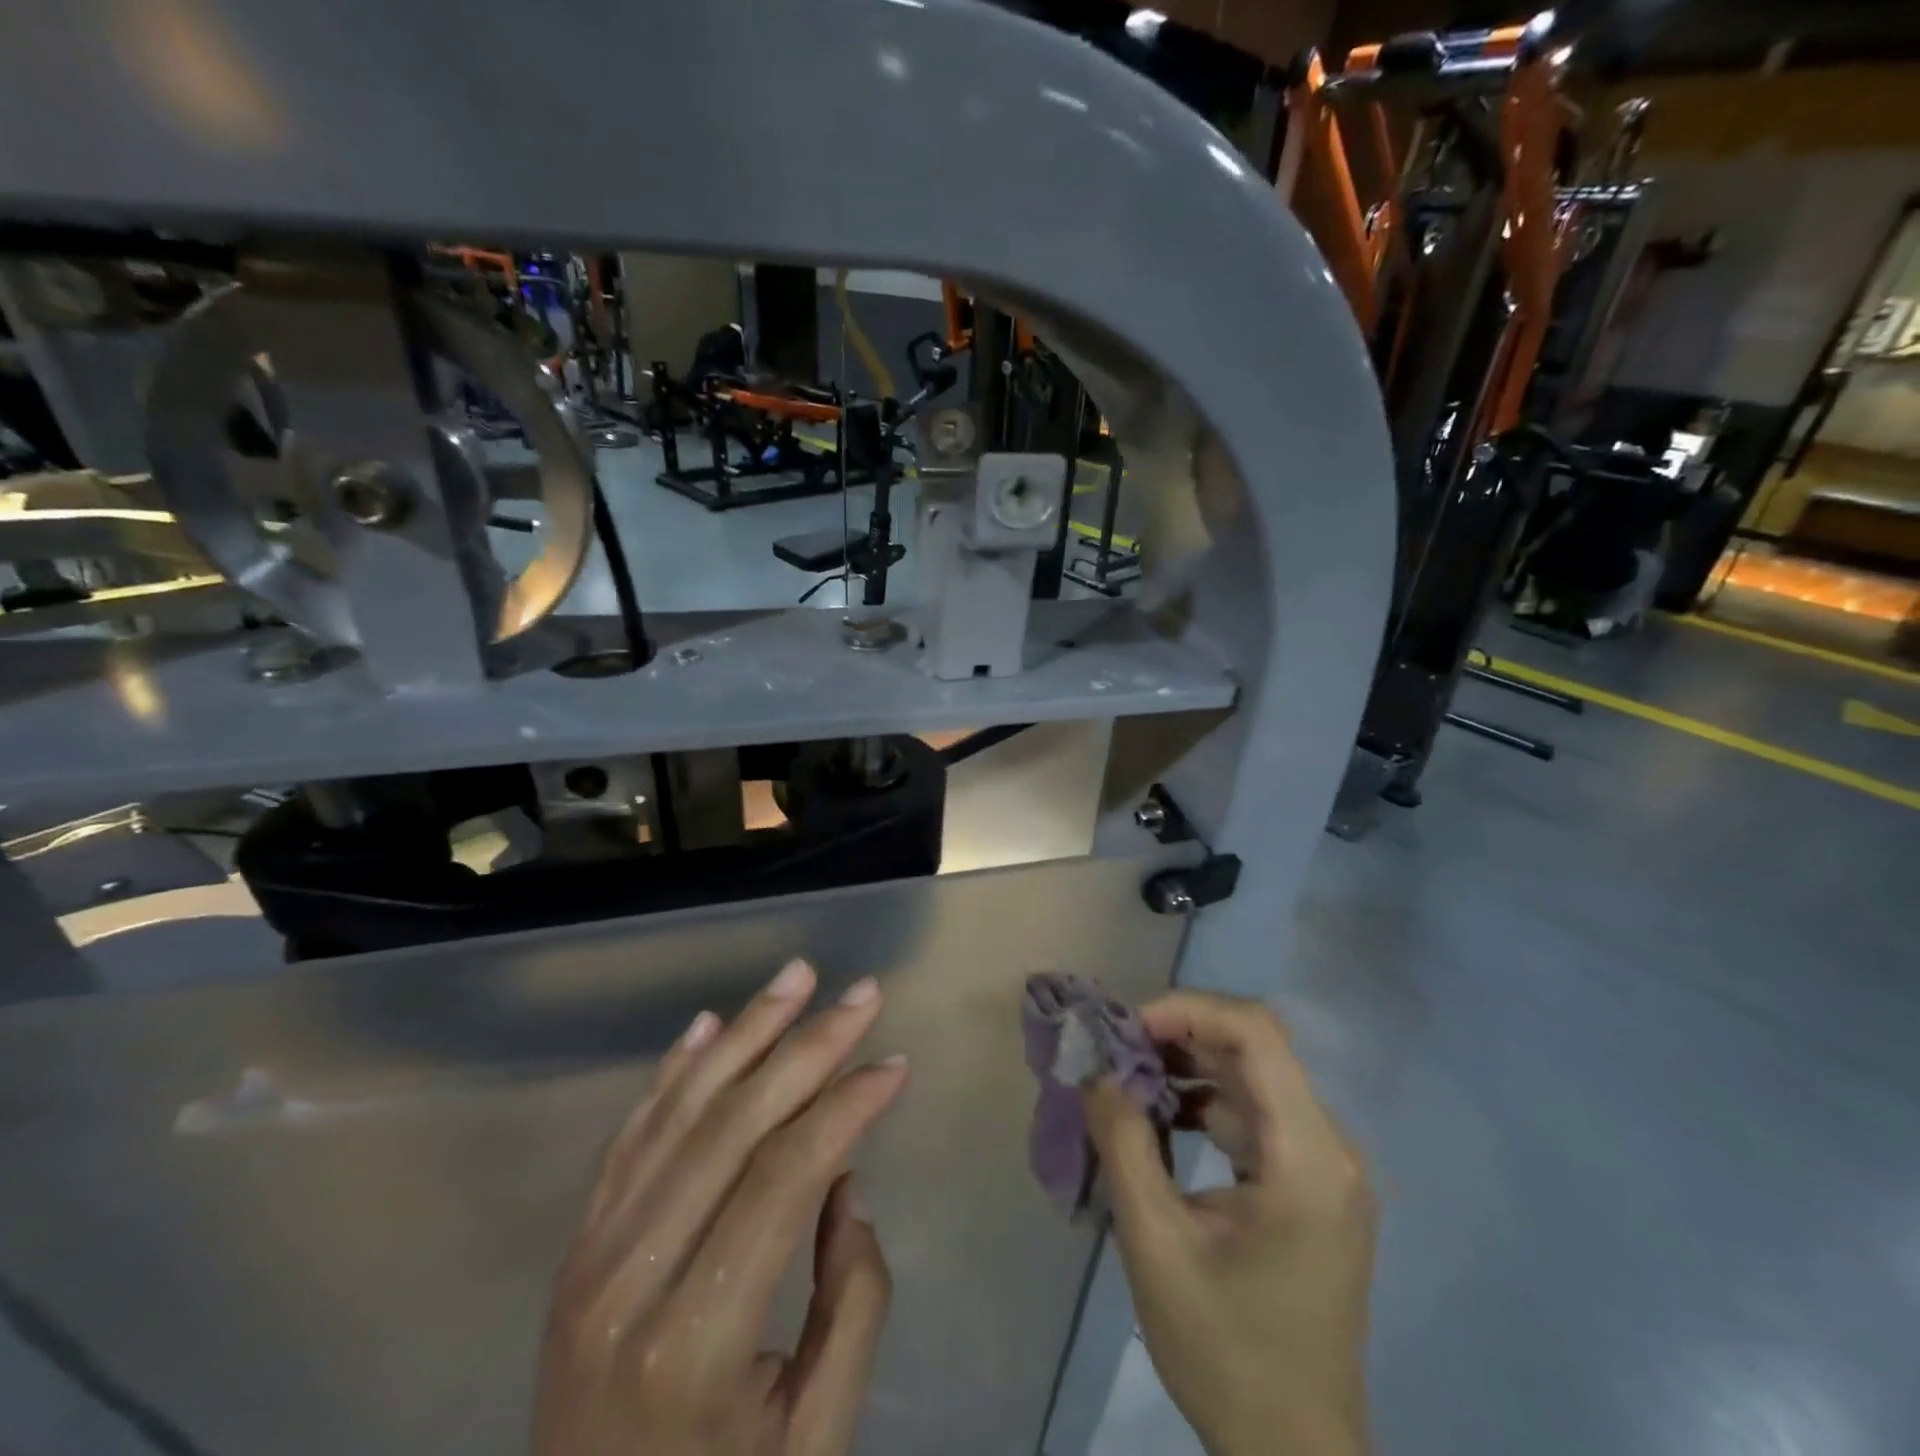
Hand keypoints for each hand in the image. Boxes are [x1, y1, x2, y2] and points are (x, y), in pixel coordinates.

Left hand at [534, 959, 908, 1455]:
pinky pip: (632, 1135)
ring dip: (746, 1033)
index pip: (784, 1177)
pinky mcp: (577, 1249)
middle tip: (863, 994)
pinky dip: (674, 1071)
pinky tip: (710, 1025)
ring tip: (797, 977)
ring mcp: (590, 1257)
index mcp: (694, 1340)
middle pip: (734, 1124)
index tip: (895, 1063)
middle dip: (808, 1046)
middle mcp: (630, 1279)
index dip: (846, 1107)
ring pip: (681, 1111)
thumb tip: (845, 1183)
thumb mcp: (815, 1442)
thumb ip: (852, 1306)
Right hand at [1083, 992, 1374, 1455]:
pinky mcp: (1308, 1185)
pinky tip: (1158, 1118)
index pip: (1257, 1034)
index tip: (1126, 1027)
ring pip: (1251, 1077)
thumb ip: (1123, 1143)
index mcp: (1307, 1158)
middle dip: (1177, 1035)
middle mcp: (1328, 1146)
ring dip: (1187, 1066)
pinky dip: (1203, 1102)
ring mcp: (1322, 1167)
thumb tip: (1096, 1070)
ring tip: (1126, 1077)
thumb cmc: (1226, 1353)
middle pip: (1254, 1049)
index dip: (1188, 1010)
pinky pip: (1253, 1115)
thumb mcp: (1155, 1243)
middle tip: (1114, 1048)